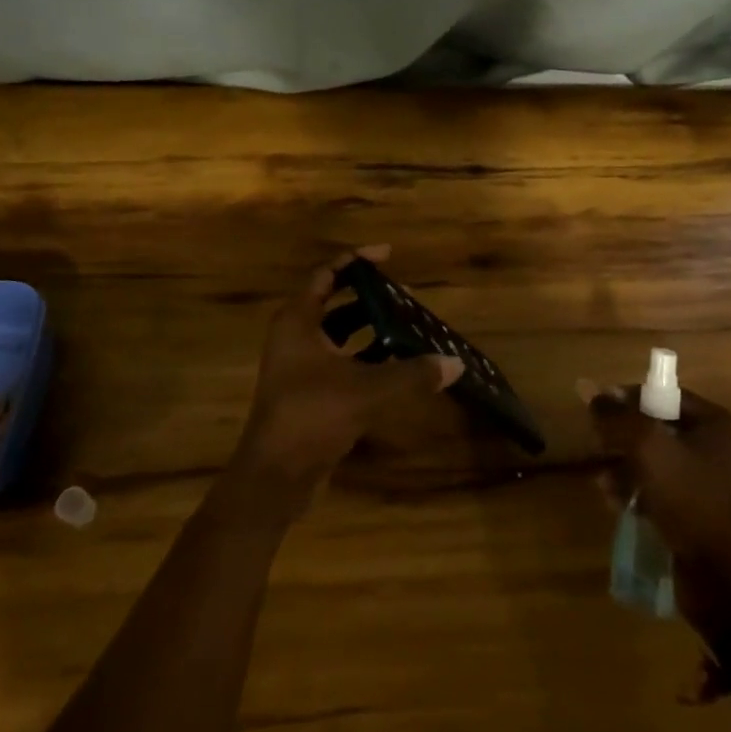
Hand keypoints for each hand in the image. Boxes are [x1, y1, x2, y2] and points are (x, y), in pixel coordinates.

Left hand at [233, 246, 463, 513]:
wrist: (276, 476)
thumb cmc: (312, 416)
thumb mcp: (367, 390)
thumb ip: (412, 374)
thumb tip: (455, 363)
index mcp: (298, 321)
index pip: (327, 274)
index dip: (356, 260)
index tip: (388, 255)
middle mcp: (295, 336)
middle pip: (335, 303)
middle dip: (369, 297)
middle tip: (405, 296)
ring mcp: (299, 365)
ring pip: (339, 335)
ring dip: (370, 329)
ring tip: (407, 326)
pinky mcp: (308, 392)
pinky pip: (341, 361)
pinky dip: (365, 357)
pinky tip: (395, 365)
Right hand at [584, 381, 730, 643]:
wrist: (722, 577)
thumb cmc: (690, 499)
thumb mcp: (648, 448)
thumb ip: (617, 416)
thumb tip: (585, 386)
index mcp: (713, 423)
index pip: (662, 395)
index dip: (627, 399)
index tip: (597, 412)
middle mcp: (712, 447)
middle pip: (653, 427)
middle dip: (621, 437)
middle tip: (598, 447)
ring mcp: (703, 481)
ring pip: (650, 460)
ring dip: (622, 467)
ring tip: (604, 482)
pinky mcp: (692, 511)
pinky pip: (655, 489)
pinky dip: (633, 491)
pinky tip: (614, 501)